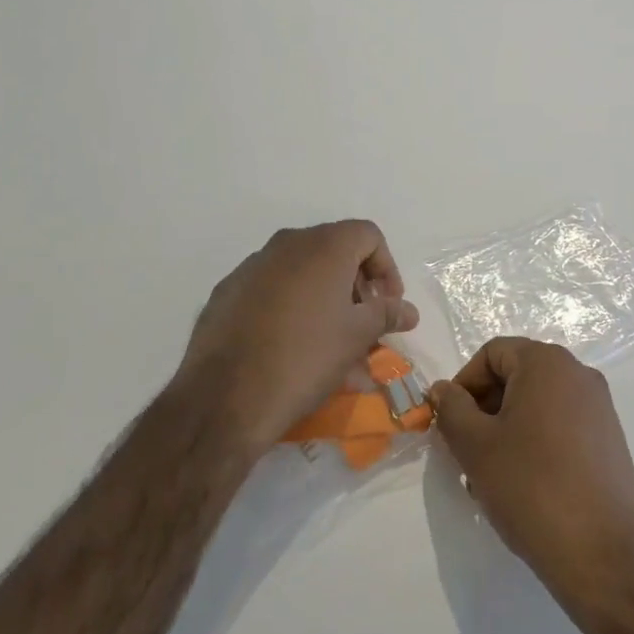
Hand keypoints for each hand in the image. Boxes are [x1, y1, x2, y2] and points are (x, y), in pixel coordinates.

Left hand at [176, 221, 419, 450]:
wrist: (225, 397)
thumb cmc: (306, 358)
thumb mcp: (357, 337)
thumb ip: (387, 314)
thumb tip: (408, 310)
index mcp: (323, 246)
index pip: (368, 235)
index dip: (387, 267)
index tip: (388, 305)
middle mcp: (287, 244)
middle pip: (334, 250)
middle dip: (356, 285)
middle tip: (364, 323)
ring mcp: (252, 265)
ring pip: (302, 271)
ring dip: (325, 298)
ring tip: (331, 342)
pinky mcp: (228, 290)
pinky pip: (272, 288)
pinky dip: (291, 306)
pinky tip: (291, 345)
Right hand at [429, 337, 633, 602]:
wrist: (600, 554)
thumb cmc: (530, 487)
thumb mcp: (474, 445)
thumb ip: (451, 408)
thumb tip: (443, 390)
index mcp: (547, 363)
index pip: (493, 353)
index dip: (464, 383)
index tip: (450, 422)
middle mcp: (579, 374)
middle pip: (517, 375)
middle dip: (485, 408)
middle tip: (466, 450)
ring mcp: (599, 407)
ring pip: (537, 404)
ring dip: (507, 428)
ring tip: (492, 474)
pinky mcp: (609, 440)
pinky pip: (561, 425)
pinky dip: (536, 441)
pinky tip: (524, 484)